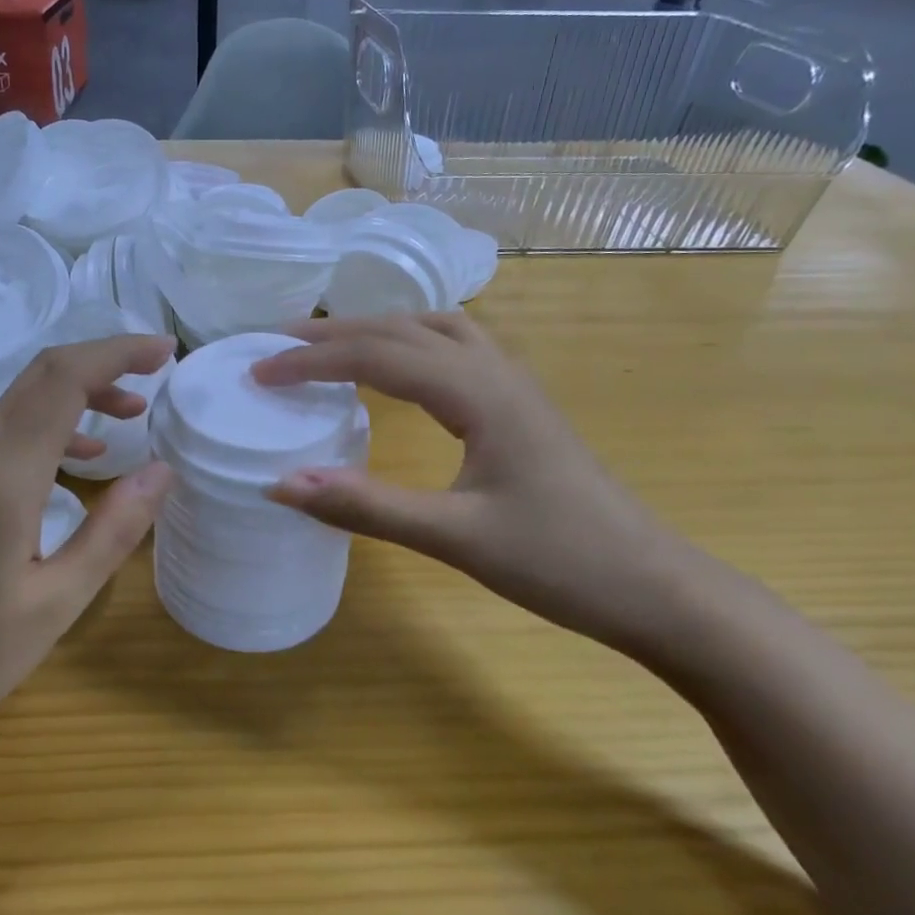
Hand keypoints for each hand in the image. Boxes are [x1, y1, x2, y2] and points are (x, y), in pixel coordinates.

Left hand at [0, 336, 176, 810]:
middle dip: (103, 359)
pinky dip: (56, 423)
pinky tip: (86, 457)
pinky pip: (11, 431)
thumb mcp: (56, 603)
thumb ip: (112, 532)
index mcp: (3, 476)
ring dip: (81, 390)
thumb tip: (161, 470)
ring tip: (133, 410)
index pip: (64, 379)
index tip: (166, 352)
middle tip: (158, 368)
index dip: (117, 353)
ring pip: (25, 399)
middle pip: (42, 374)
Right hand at [252, 315, 701, 654]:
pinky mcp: (519, 405)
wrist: (656, 587)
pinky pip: (454, 347)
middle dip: (333, 332)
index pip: (377, 354)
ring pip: (432, 328)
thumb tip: (281, 484)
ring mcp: (513, 384)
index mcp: (478, 392)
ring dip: (374, 328)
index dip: (311, 360)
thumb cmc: (560, 562)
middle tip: (275, 344)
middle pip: (401, 328)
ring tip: (327, 346)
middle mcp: (495, 370)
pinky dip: (409, 342)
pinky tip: (396, 367)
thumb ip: (366, 507)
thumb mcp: (454, 538)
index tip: (258, 372)